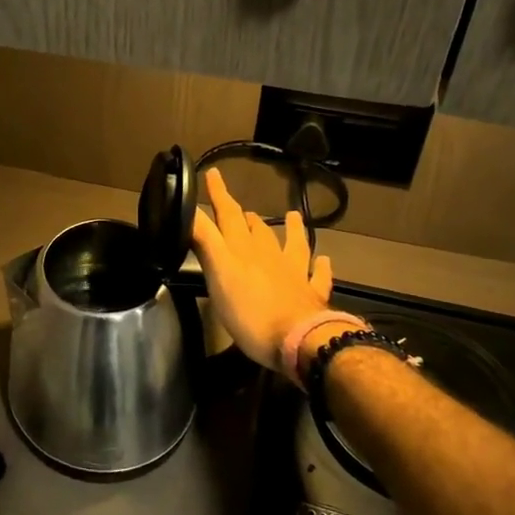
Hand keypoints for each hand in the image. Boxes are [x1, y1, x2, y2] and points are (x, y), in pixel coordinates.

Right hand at [190, 170, 332, 375]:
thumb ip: (205, 241)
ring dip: (291, 230)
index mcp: (243, 250)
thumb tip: (189, 211)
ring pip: (293, 245)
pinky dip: (321, 267)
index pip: (227, 215)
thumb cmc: (250, 311)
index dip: (219, 195)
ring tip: (292, 216)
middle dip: (245, 217)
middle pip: (256, 230)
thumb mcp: (218, 275)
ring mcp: (294, 274)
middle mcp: (269, 256)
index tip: (213, 173)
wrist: (300, 340)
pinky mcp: (311, 296)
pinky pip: (318, 277)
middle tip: (240, 209)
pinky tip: (325, 261)